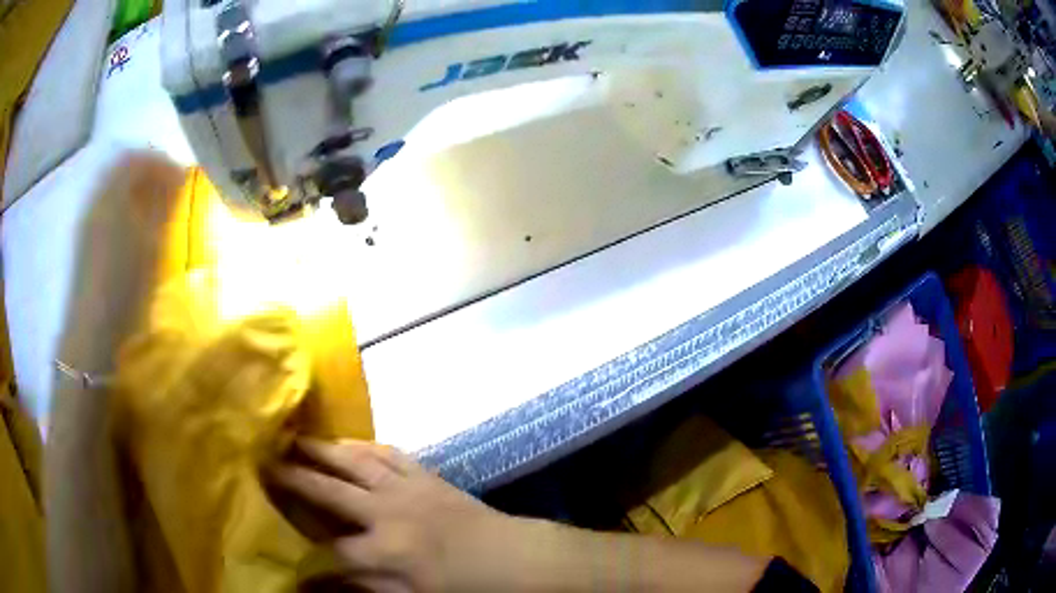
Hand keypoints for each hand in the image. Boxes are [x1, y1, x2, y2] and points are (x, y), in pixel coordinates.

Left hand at [58, 151, 185, 373]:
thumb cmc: (125, 289)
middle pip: (124, 168)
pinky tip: (133, 230)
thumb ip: (166, 205)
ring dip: (136, 191)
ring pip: (115, 188)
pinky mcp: (85, 238)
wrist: (92, 332)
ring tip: (153, 213)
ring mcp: (88, 218)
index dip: (163, 162)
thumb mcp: (152, 245)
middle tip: (169, 193)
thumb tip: (180, 175)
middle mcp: (98, 198)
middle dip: (149, 174)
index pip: (140, 158)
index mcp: (114, 194)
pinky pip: (107, 206)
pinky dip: (123, 207)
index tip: (182, 178)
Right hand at [268, 439, 528, 592]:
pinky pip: (388, 452)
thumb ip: (368, 586)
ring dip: (321, 449)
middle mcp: (387, 512)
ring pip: (353, 460)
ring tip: (294, 438)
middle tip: (263, 462)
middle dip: (292, 479)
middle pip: (328, 490)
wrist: (514, 557)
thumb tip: (329, 580)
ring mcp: (407, 487)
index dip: (304, 561)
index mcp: (385, 550)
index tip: (283, 561)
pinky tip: (347, 441)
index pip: (329, 555)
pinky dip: (363, 444)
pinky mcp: (425, 475)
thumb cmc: (467, 586)